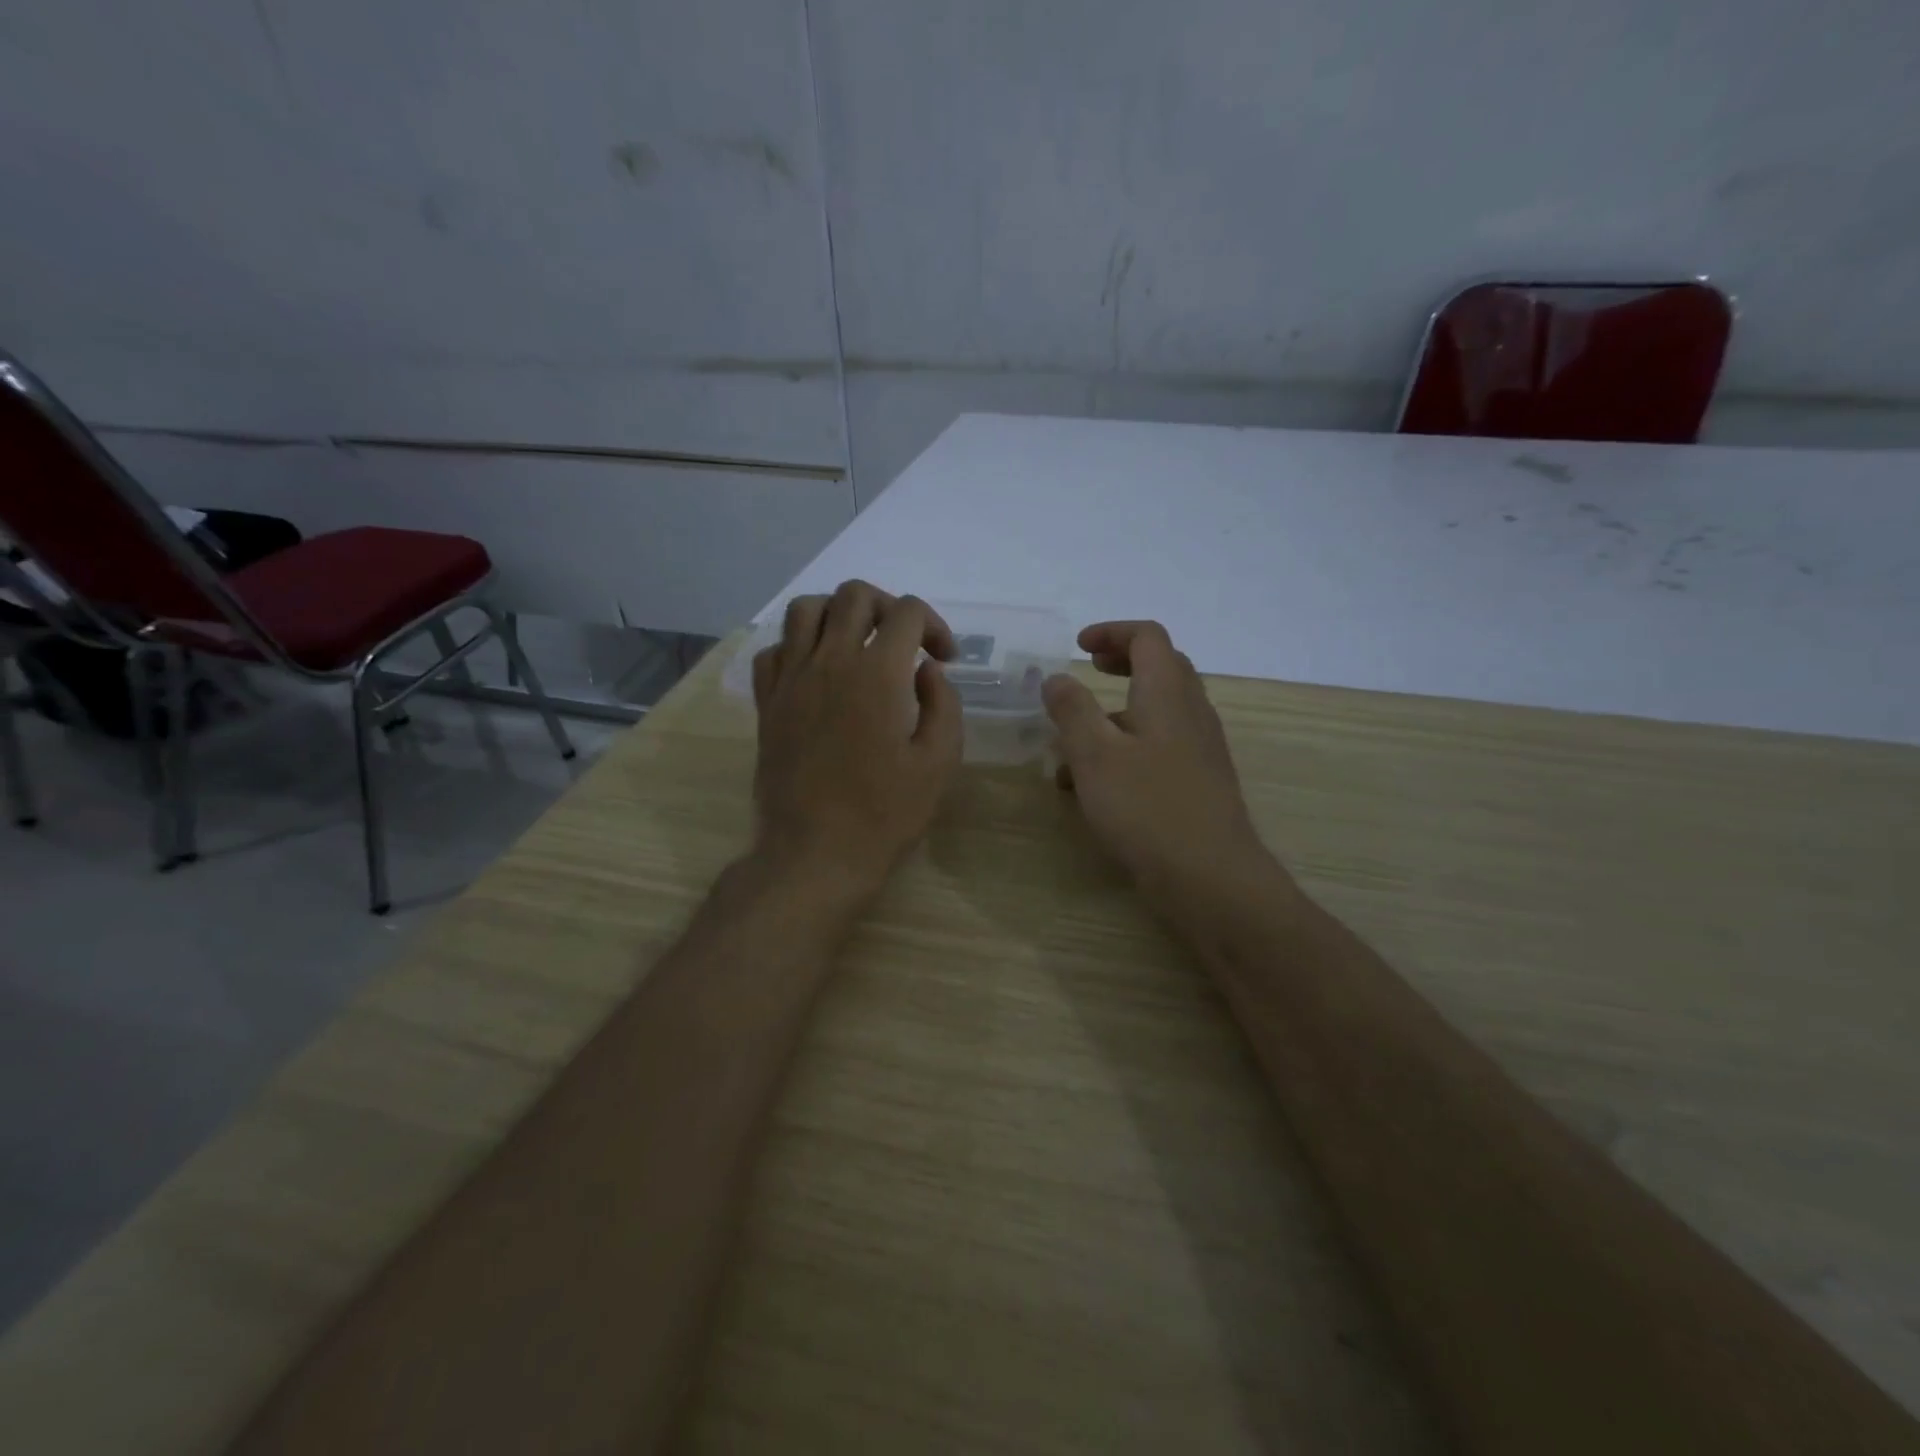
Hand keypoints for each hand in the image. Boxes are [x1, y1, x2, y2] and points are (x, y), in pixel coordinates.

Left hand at [750, 581, 962, 901]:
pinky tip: (818, 671)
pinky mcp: (767, 703)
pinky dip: (798, 645)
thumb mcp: (939, 763)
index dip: (935, 626)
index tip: (944, 659)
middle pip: (855, 595)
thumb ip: (943, 704)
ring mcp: (791, 680)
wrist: (815, 855)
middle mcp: (829, 662)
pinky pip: (774, 649)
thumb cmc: (884, 814)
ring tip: (858, 643)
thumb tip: (926, 670)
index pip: (908, 612)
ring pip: (806, 609)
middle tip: (904, 642)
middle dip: (889, 607)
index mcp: (878, 674)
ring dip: (839, 613)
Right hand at [1043, 621, 1286, 916]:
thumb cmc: (1147, 808)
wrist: (1210, 877)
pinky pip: (1160, 747)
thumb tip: (1056, 677)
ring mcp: (1199, 748)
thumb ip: (1071, 710)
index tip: (1078, 648)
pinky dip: (1127, 748)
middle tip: (1087, 671)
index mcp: (1168, 693)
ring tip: (1073, 743)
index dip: (1112, 632)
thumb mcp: (1094, 755)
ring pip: (1157, 711)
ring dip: (1116, 713)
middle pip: (1161, 667)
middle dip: (1120, 663)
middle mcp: (1191, 712)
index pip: (1148, 637)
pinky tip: (1094, 787)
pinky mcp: (1198, 781)